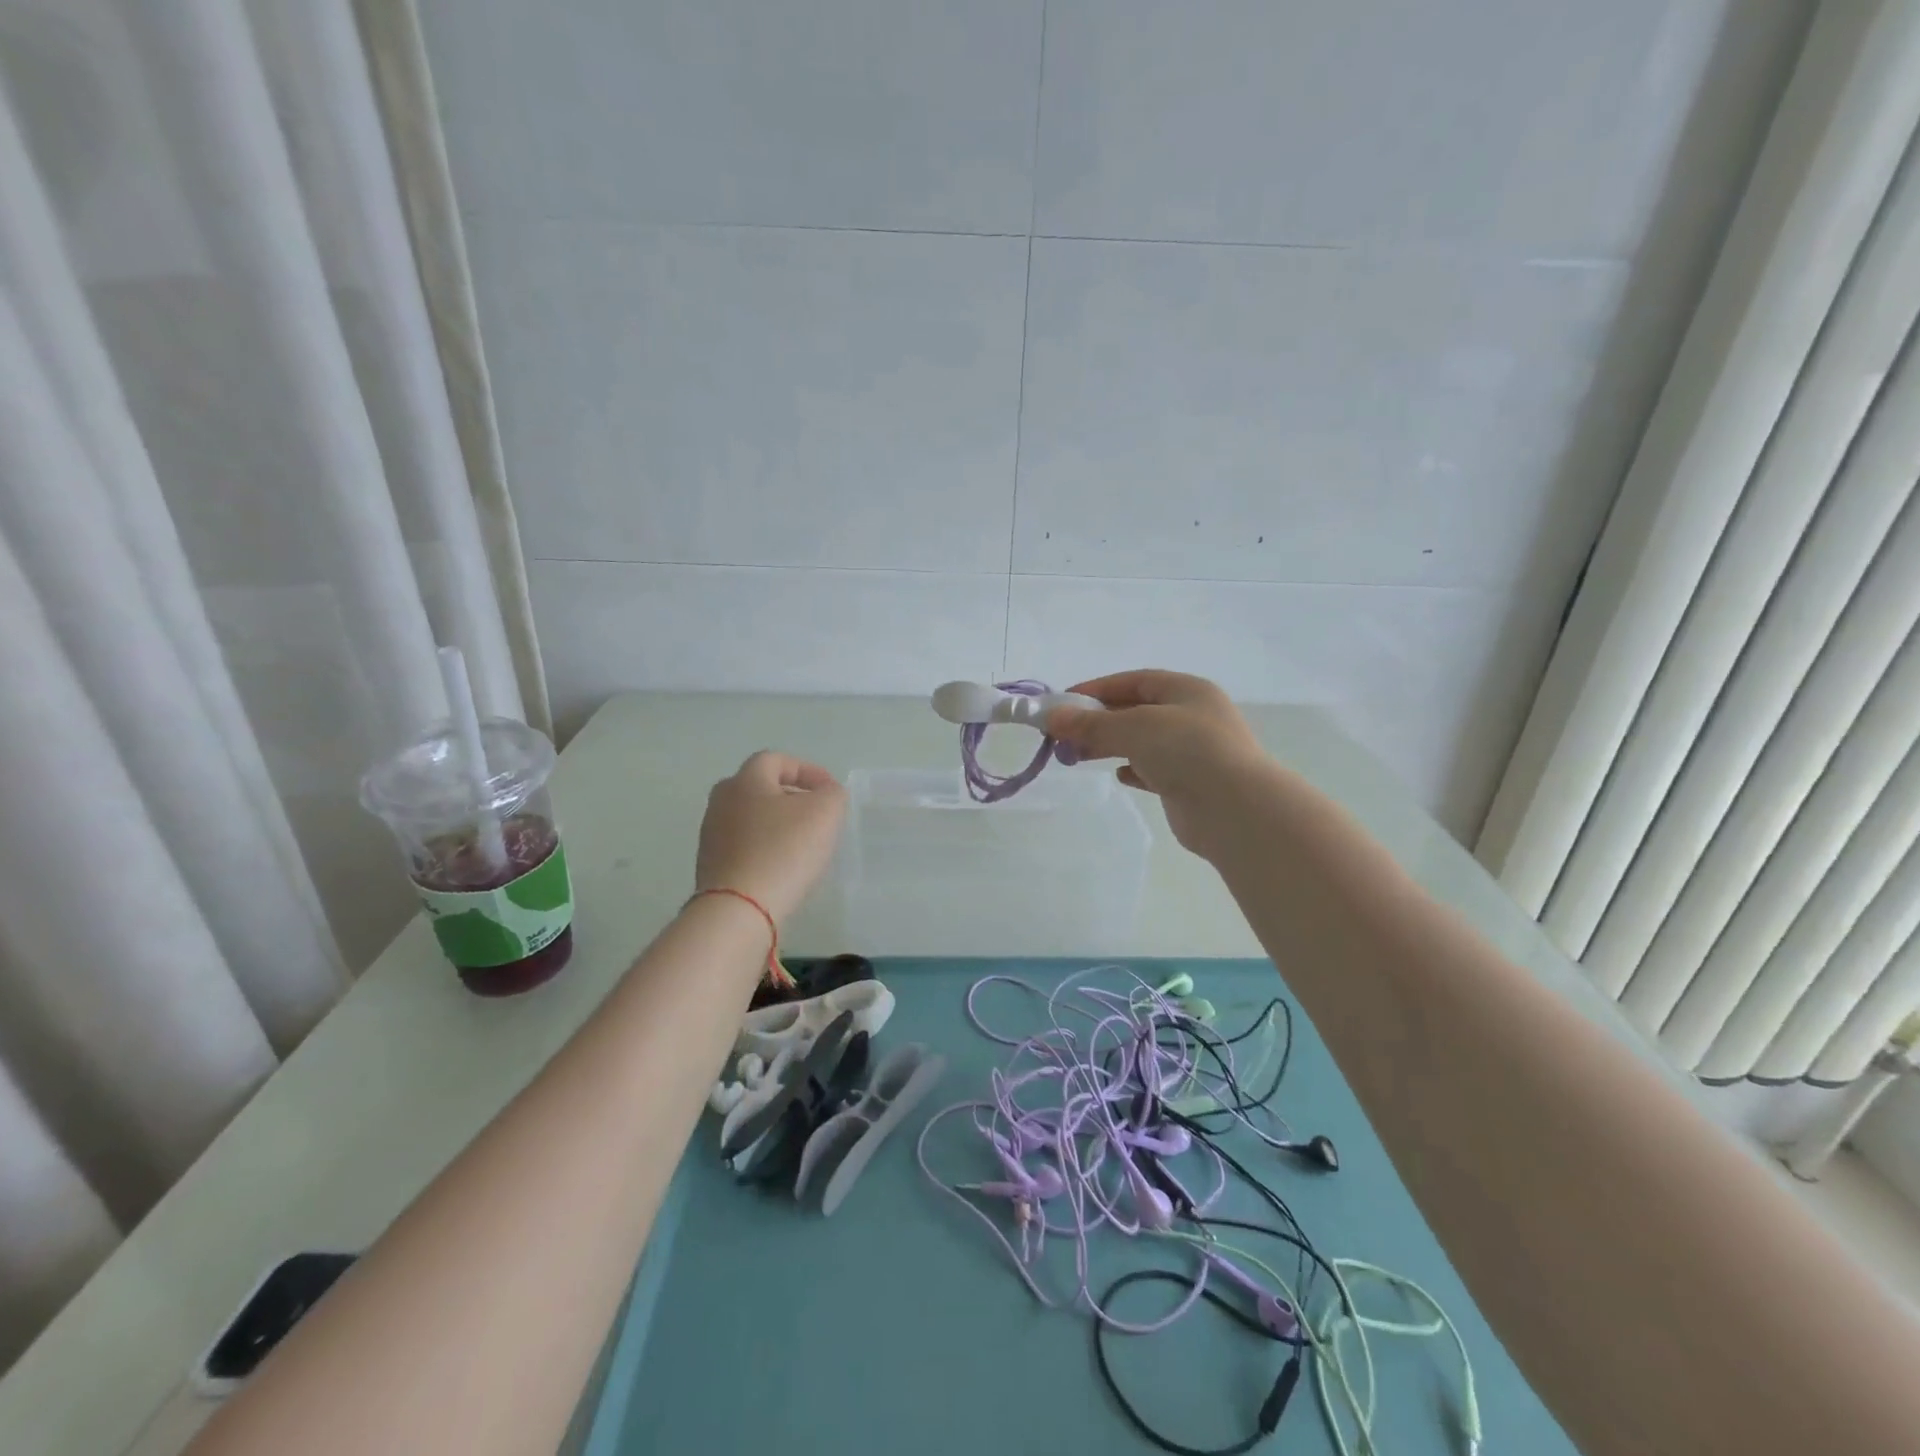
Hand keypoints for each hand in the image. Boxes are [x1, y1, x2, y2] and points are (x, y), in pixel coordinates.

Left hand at [694, 752, 847, 921]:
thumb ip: (832, 794)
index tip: (830, 790)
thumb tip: (825, 794)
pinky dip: (766, 848)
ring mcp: (711, 836)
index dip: (807, 770)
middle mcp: (721, 802)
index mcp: (745, 781)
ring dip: (778, 824)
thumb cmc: (784, 850)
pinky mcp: (711, 867)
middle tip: (817, 814)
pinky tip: (783, 867)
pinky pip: (744, 847)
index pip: (776, 760)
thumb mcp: (825, 812)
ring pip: (751, 819)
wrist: (739, 910)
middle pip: (760, 788)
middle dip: (790, 796)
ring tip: (804, 843)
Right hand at [1045, 671, 1270, 859]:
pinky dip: (1135, 770)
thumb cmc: (1187, 751)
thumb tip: (1052, 717)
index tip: (1063, 703)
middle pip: (1136, 711)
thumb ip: (1091, 723)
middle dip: (1098, 721)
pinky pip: (1155, 770)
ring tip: (1078, 757)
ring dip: (1110, 746)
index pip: (1135, 681)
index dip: (1097, 689)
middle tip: (1063, 736)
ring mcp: (1194, 752)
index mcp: (1187, 690)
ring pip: (1143, 742)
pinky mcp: (1191, 784)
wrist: (1235, 809)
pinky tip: (1120, 776)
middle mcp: (1193, 716)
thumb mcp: (1133, 727)